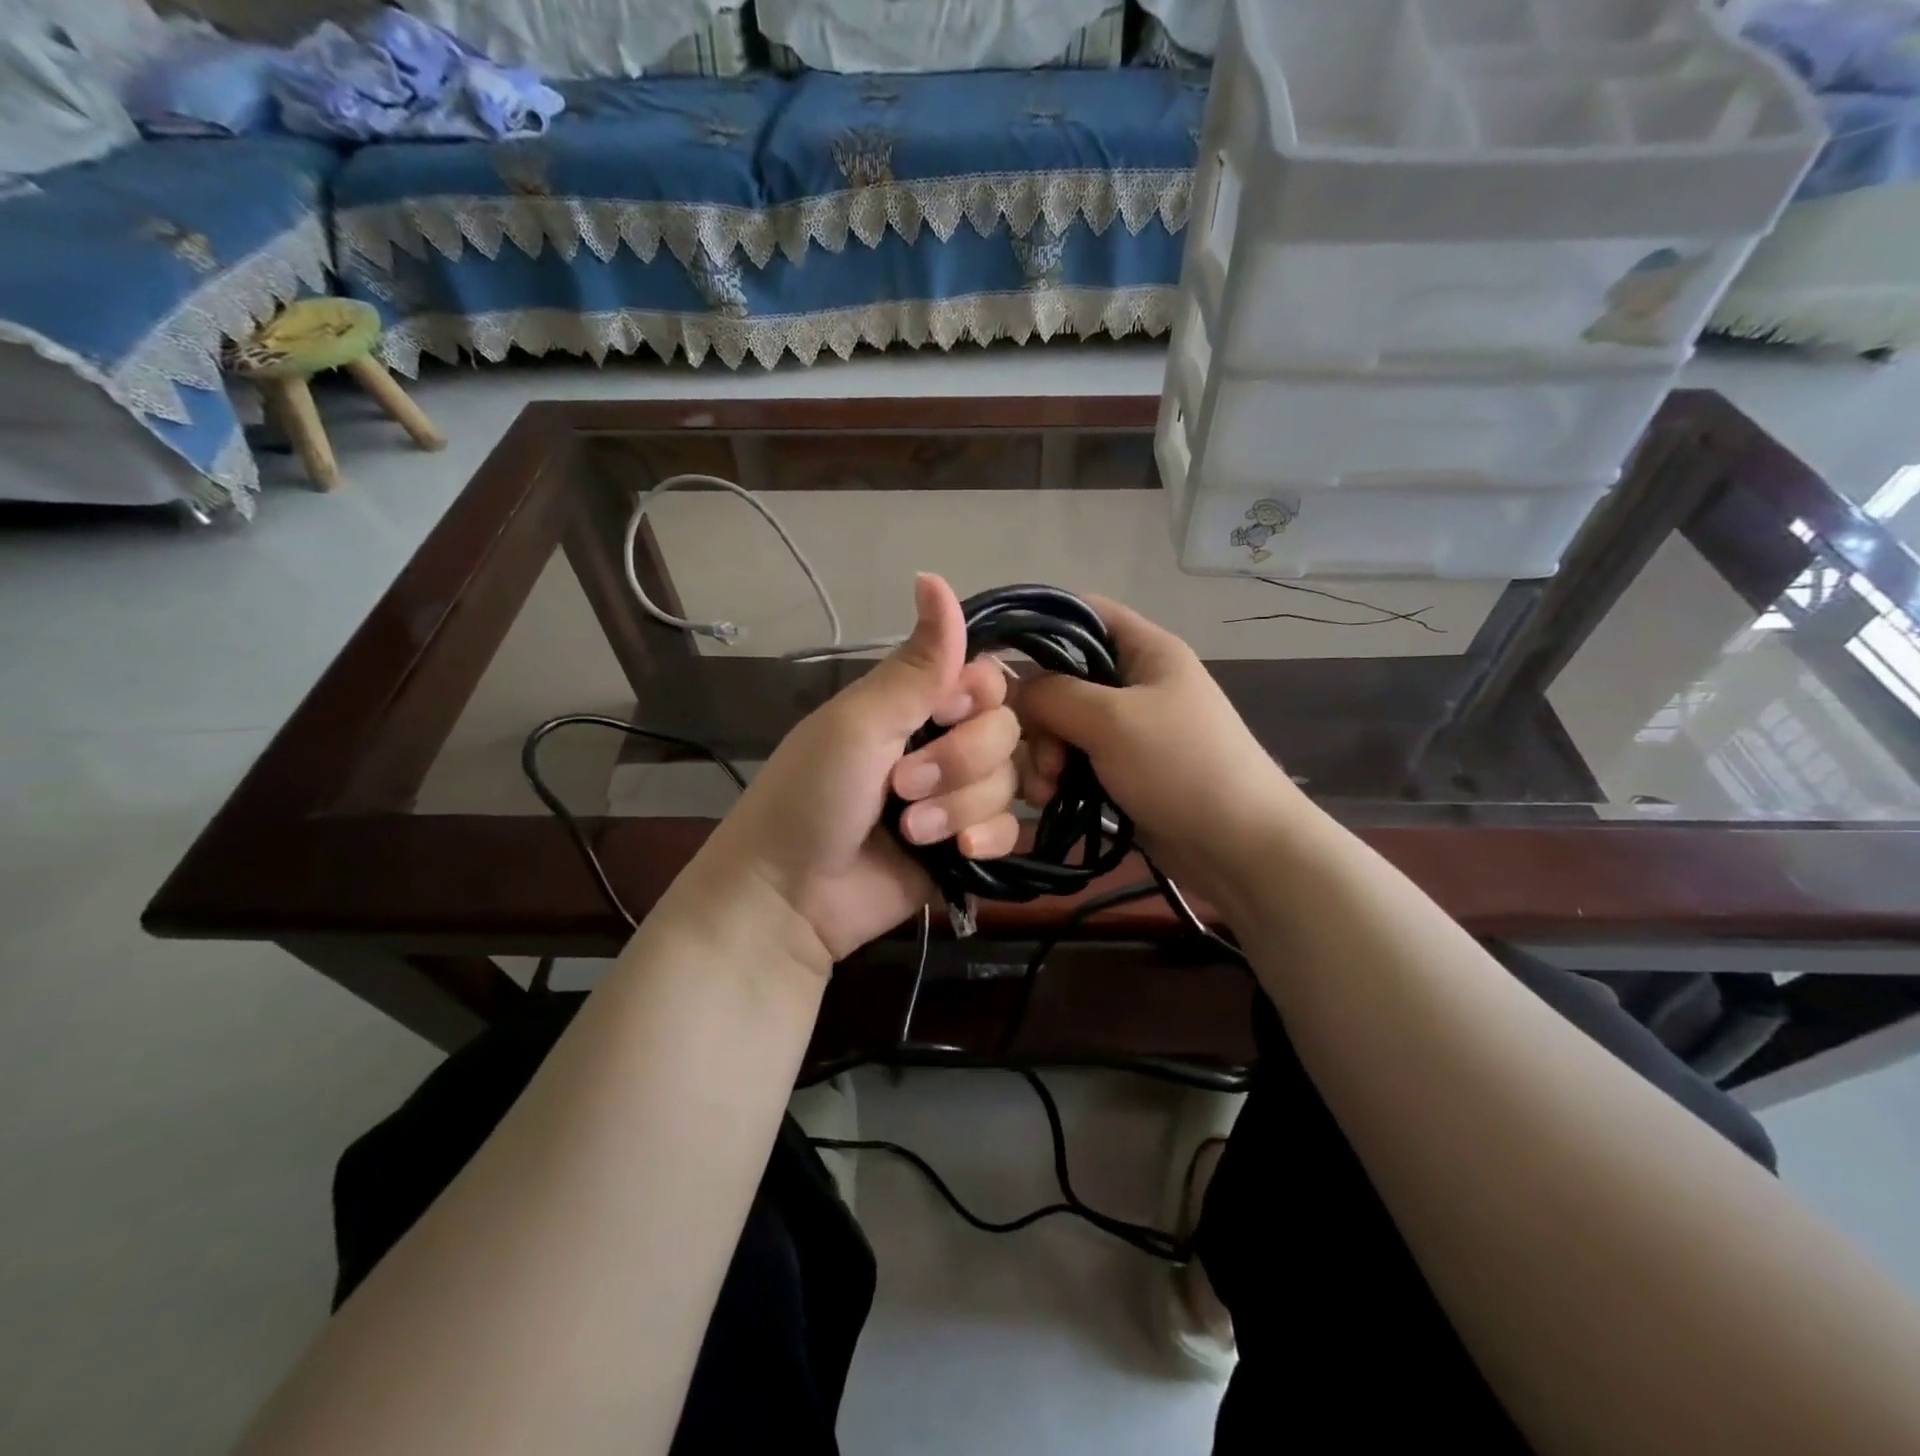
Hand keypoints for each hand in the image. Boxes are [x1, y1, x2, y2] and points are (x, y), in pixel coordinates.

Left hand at [683, 574, 1021, 967]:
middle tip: (903, 787)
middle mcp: (941, 742)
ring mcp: (956, 796)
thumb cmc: (811, 796)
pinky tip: (955, 853)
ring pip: (1009, 782)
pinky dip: (987, 839)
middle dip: (959, 761)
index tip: (947, 710)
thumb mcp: (860, 723)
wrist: (790, 898)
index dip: (979, 695)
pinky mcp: (965, 845)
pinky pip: (1010, 829)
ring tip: (912, 830)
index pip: (986, 678)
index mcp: (914, 703)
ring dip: (962, 806)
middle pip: (1005, 730)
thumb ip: (916, 664)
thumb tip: (934, 576)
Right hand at [1014, 595, 1310, 907]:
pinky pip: (1072, 760)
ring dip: (1043, 755)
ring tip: (1046, 790)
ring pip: (1060, 725)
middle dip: (1038, 717)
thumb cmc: (1181, 766)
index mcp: (1144, 649)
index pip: (1081, 613)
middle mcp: (1132, 682)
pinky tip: (1049, 801)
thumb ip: (1053, 694)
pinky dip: (1056, 777)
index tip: (995, 661)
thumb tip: (1013, 690)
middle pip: (1061, 678)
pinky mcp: (1120, 769)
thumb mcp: (1112, 719)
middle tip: (1042, 756)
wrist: (1238, 847)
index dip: (1037, 625)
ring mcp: (1126, 729)